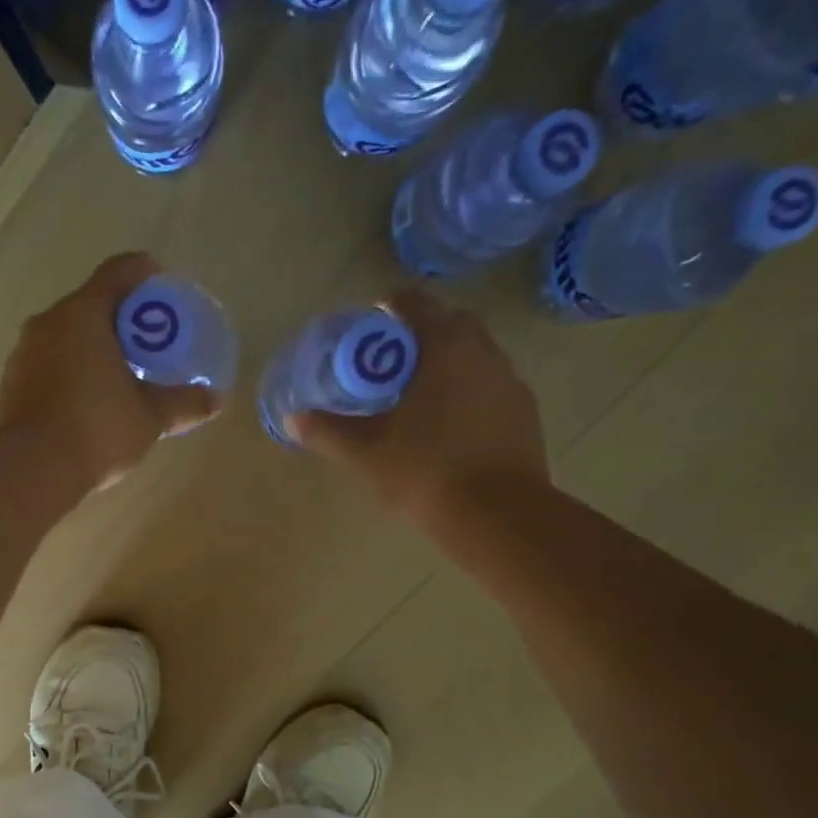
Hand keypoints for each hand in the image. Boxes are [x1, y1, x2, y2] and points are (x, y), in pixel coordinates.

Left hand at [0, 252, 223, 491]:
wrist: (31, 470)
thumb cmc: (97, 428)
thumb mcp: (150, 417)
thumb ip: (183, 403)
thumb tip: (216, 400)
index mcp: (83, 313)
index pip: (118, 272)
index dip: (144, 273)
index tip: (162, 289)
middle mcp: (47, 322)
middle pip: (90, 305)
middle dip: (120, 320)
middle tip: (147, 345)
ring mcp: (23, 353)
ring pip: (65, 337)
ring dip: (92, 348)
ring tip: (118, 378)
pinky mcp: (11, 385)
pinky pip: (48, 365)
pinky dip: (70, 372)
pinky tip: (87, 404)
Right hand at [288, 290, 550, 540]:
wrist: (497, 515)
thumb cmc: (425, 472)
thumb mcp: (365, 454)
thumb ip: (328, 432)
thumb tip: (293, 420)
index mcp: (444, 348)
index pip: (415, 303)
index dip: (389, 307)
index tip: (369, 325)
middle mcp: (483, 352)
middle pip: (450, 324)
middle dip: (419, 334)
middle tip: (389, 365)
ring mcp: (509, 381)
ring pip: (474, 355)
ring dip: (446, 364)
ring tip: (417, 397)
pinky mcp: (524, 412)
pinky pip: (489, 386)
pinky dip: (467, 392)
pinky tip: (448, 426)